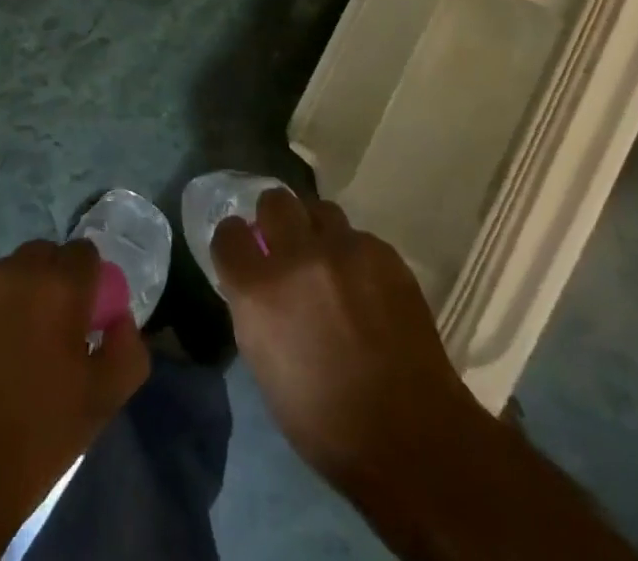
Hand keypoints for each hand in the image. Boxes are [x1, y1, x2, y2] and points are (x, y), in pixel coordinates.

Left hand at [0, 239, 149, 559]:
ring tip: (5, 349)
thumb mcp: (102, 402)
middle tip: (46, 334)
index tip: (81, 320)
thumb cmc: (34, 442)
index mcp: (59, 287)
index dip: (87, 283)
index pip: (84, 254)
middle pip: (43, 256)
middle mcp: (14, 271)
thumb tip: (120, 319)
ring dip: (13, 296)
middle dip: (51, 284)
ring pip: (5, 273)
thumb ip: (128, 350)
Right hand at [211, 188, 488, 489]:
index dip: (234, 240)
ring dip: (316, 229)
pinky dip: (354, 254)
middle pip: (275, 201)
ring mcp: (344, 249)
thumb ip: (256, 311)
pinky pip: (358, 237)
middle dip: (275, 218)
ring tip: (327, 259)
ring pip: (320, 209)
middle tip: (285, 242)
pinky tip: (366, 286)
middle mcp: (297, 257)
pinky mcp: (383, 252)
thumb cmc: (325, 422)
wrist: (409, 435)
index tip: (243, 249)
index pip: (229, 234)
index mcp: (259, 292)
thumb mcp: (266, 368)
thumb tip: (256, 283)